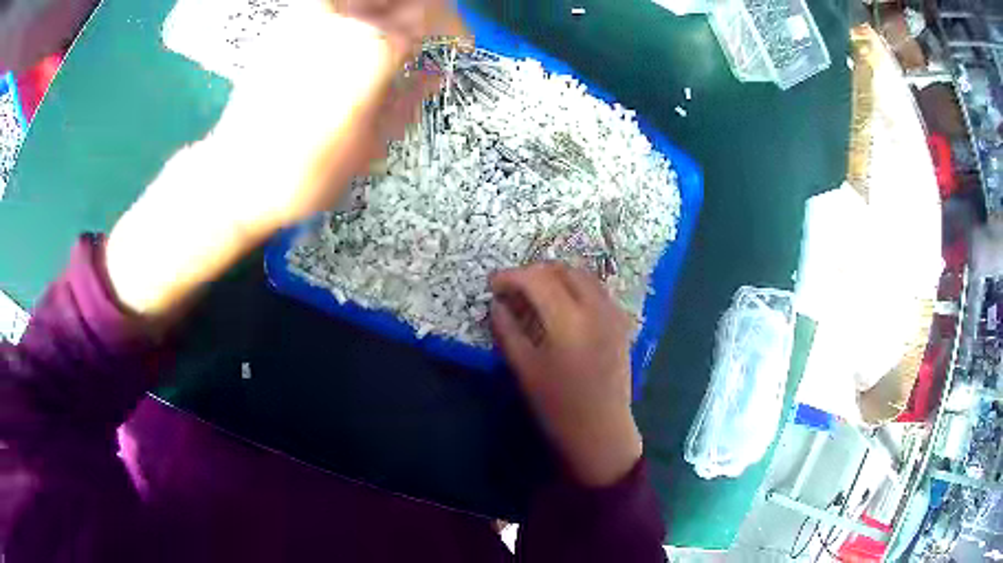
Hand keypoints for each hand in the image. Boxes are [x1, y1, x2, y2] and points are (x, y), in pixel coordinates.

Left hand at [190, 0, 460, 237]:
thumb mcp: (373, 143)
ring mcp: (309, 15)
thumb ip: (410, 99)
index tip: (458, 45)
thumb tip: (433, 75)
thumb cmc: (308, 172)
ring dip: (389, 10)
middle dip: (426, 11)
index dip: (454, 26)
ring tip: (394, 33)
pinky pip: (335, 5)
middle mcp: (344, 17)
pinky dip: (356, 12)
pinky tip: (354, 35)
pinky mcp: (284, 23)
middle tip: (431, 33)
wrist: (236, 178)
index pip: (432, 12)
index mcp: (375, 46)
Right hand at [490, 263, 642, 486]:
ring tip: (536, 292)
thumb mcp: (524, 369)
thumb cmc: (558, 406)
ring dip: (556, 275)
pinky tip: (563, 304)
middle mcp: (595, 308)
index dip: (511, 276)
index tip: (493, 284)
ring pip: (583, 275)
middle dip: (534, 272)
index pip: (537, 279)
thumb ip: (508, 331)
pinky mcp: (621, 322)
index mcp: (569, 321)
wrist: (602, 429)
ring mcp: (613, 314)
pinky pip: (597, 289)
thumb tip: (497, 304)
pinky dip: (577, 286)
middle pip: (562, 270)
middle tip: (513, 288)